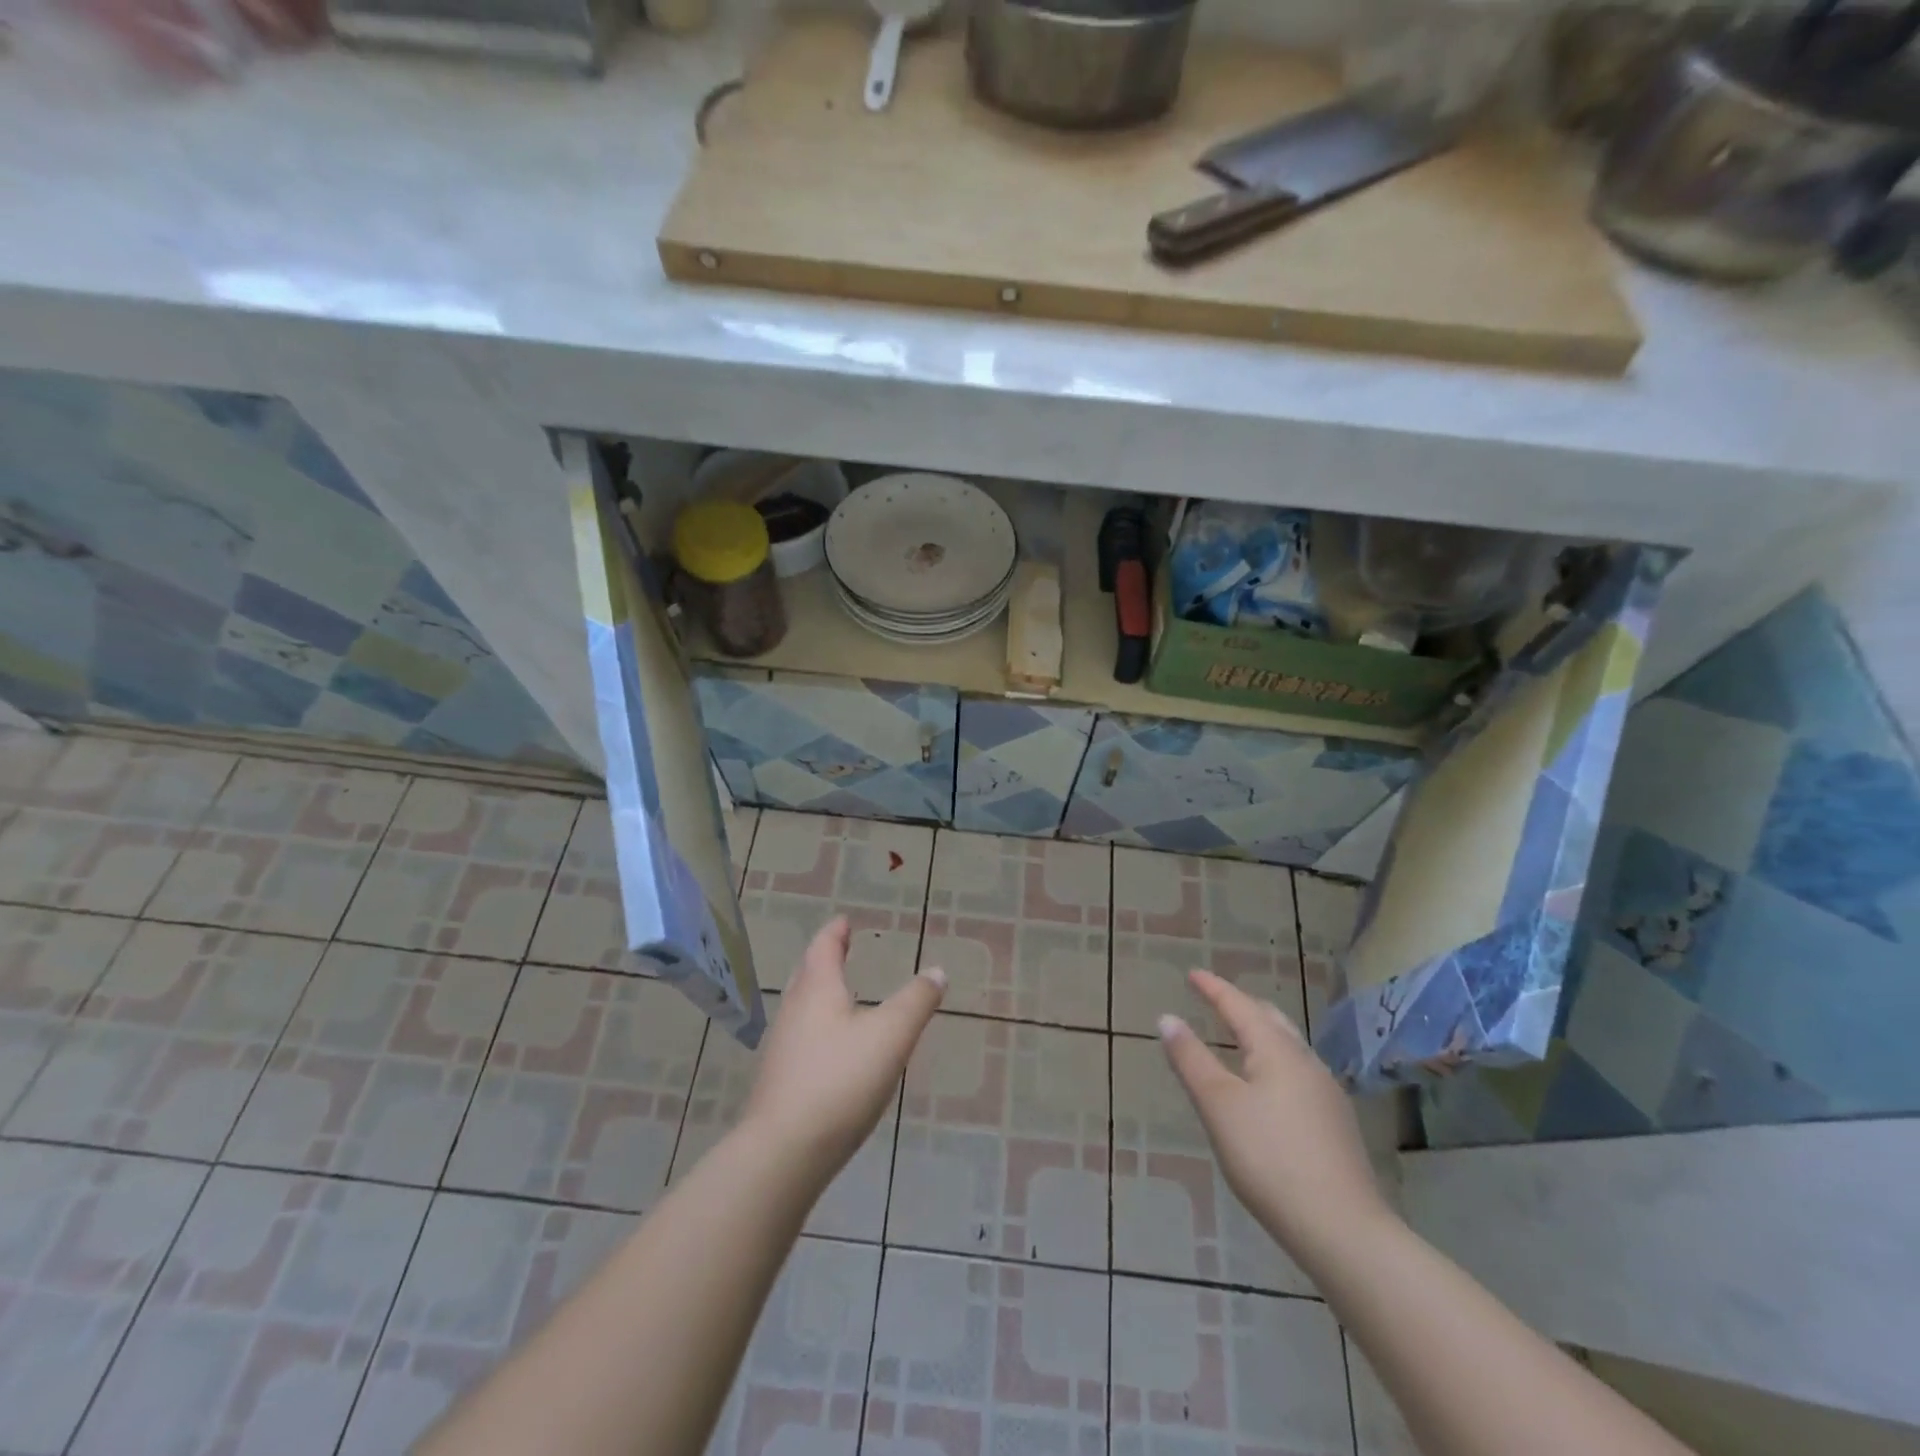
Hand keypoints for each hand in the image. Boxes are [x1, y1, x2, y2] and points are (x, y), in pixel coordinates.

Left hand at [742, 917, 945, 1181]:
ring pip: (801, 1005)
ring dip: (819, 991)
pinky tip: (831, 1046)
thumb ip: (916, 1001)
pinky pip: (801, 1036)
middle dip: (824, 958)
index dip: (836, 932)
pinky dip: (817, 1025)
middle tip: (840, 948)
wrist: (784, 1152)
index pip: (824, 947)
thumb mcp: (891, 1036)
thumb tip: (937, 971)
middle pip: (807, 973)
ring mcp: (782, 1046)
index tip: (844, 921)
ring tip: (839, 992)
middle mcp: (794, 1010)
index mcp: (817, 989)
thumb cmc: (840, 1081)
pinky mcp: (780, 1079)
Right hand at [1160, 969, 1393, 1269]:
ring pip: (1289, 1046)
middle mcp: (1306, 1062)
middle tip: (1215, 999)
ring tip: (1239, 1036)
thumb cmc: (1270, 1159)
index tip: (1192, 974)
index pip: (1240, 1006)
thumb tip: (1167, 1018)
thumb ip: (1191, 1059)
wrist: (1344, 1231)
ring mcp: (1326, 1094)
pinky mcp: (1335, 1125)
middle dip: (1241, 1005)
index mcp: (1277, 1051)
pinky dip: (1274, 1061)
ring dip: (1261, 1032)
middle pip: (1271, 1019)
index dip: (1214, 988)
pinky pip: (1298, 1072)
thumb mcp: (1218, 1106)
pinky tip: (1268, 1086)